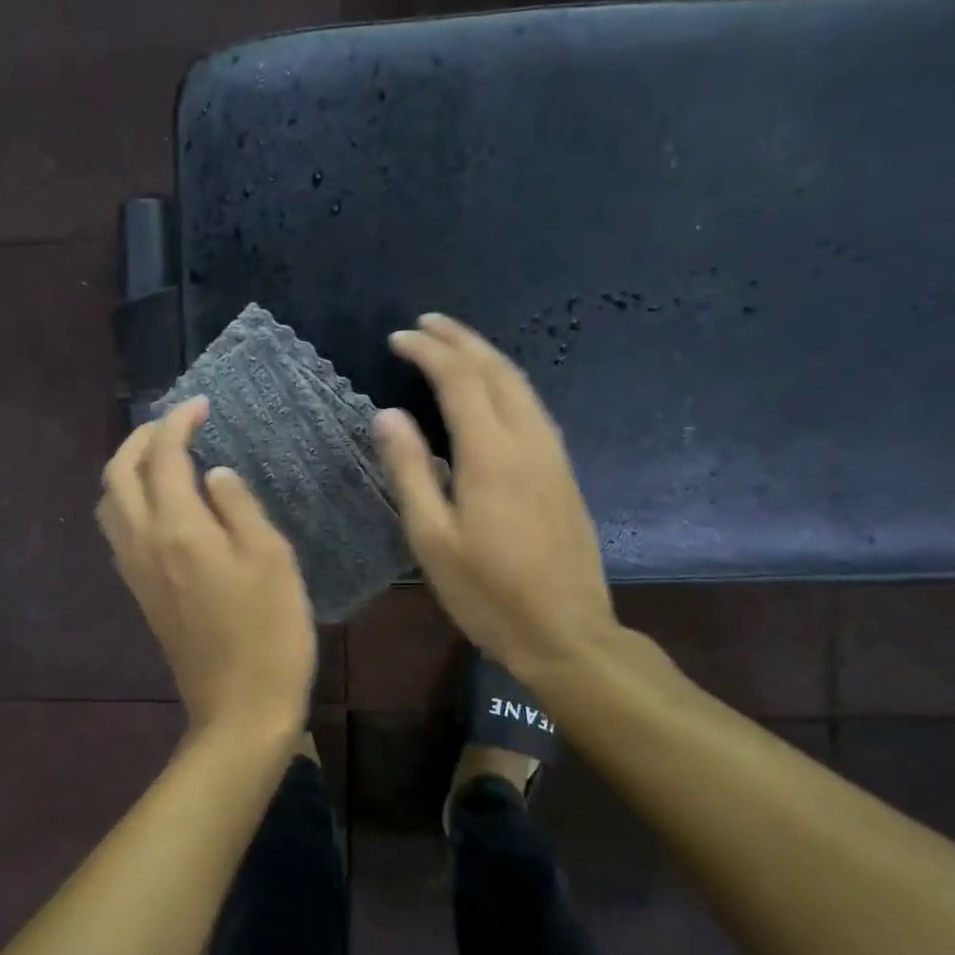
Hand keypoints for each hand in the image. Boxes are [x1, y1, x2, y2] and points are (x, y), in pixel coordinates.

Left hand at [98, 397, 316, 735]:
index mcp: (178, 529)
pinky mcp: (141, 594)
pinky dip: (129, 501)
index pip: (164, 456)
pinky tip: (161, 506)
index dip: (178, 422)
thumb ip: (239, 506)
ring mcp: (136, 572)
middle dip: (141, 438)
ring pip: (110, 503)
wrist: (239, 709)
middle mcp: (144, 543)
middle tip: (176, 424)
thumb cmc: (270, 632)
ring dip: (128, 469)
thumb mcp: (271, 558)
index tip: (202, 405)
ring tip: (163, 459)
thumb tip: (214, 474)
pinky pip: (119, 532)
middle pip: (118, 474)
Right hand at [374, 313, 618, 680]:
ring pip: (521, 385)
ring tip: (456, 346)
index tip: (398, 338)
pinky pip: (533, 408)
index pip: (459, 380)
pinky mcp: (563, 472)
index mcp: (491, 454)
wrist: (566, 632)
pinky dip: (505, 383)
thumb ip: (410, 471)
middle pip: (497, 370)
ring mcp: (553, 455)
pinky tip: (492, 394)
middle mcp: (528, 441)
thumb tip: (388, 415)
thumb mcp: (432, 538)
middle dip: (461, 339)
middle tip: (427, 323)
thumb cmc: (488, 592)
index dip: (428, 352)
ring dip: (487, 357)